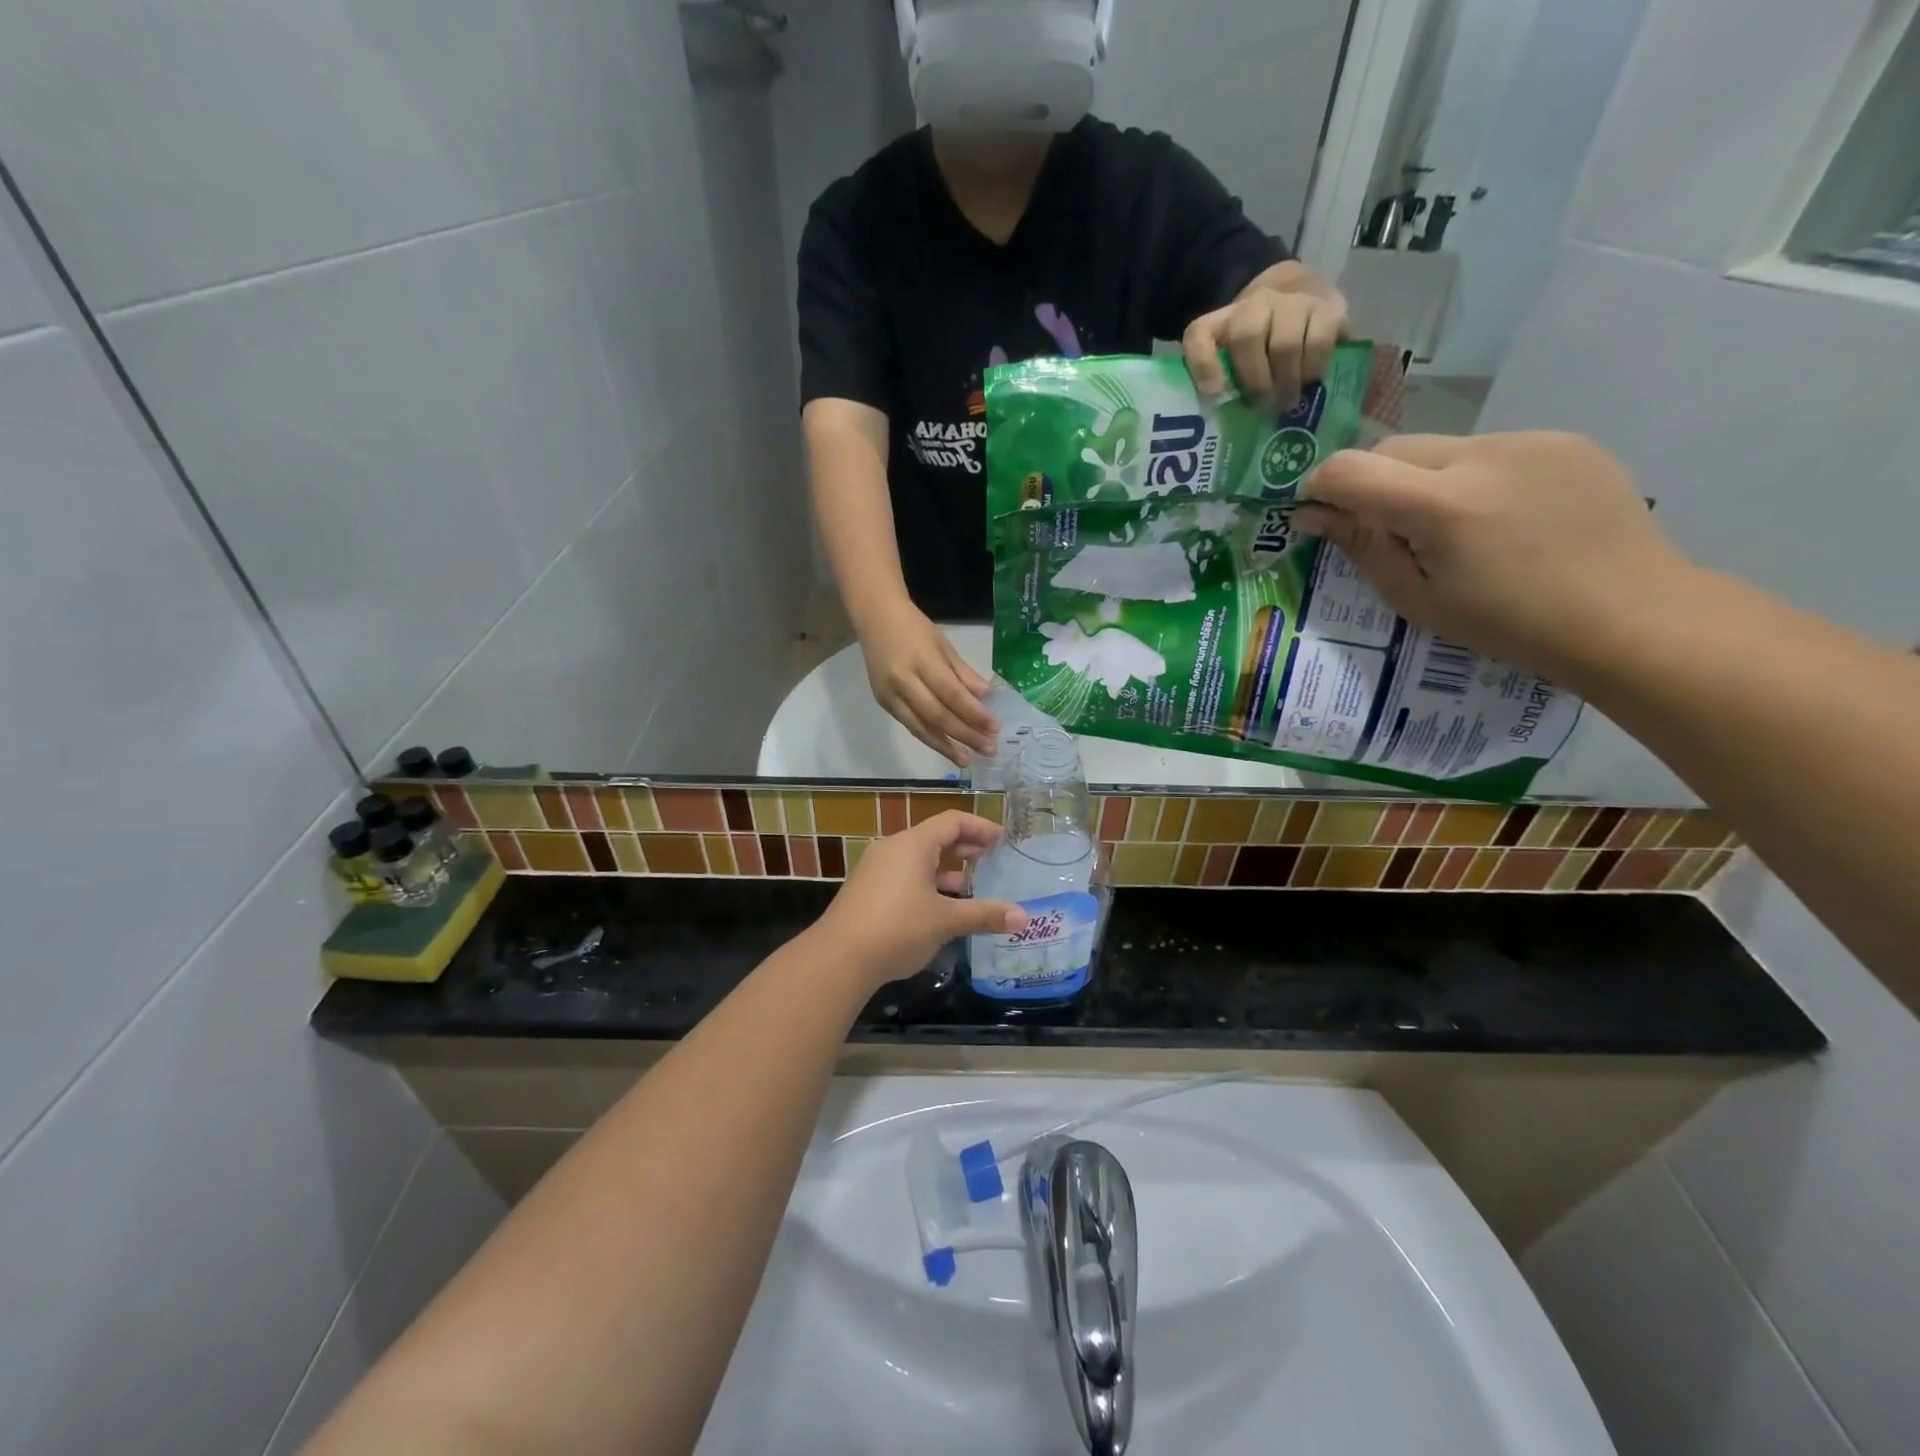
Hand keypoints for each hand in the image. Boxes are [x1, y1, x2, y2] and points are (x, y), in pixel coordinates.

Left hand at [810, 812, 1027, 988]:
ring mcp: (876, 868)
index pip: (952, 821)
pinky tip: (939, 908)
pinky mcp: (867, 890)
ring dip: (945, 869)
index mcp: (913, 844)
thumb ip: (984, 914)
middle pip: (935, 837)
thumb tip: (1023, 916)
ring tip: (970, 887)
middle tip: (991, 861)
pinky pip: (904, 875)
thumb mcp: (946, 921)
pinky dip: (926, 882)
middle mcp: (893, 848)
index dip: (980, 827)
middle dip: (965, 848)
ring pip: (918, 859)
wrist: (839, 958)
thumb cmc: (898, 928)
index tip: (1002, 840)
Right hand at [860, 606, 997, 764]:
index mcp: (922, 661)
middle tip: (989, 749)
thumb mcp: (944, 645)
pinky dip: (929, 738)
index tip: (994, 728)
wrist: (875, 617)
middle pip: (937, 716)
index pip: (952, 694)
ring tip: (967, 760)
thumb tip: (987, 698)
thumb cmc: (915, 628)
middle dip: (965, 735)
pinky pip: (909, 725)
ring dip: (946, 746)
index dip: (974, 714)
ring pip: (920, 727)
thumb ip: (964, 674)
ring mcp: (890, 694)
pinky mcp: (882, 702)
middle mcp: (903, 681)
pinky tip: (945, 747)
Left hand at [1184, 271, 1347, 409]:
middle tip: (1263, 407)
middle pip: (1247, 336)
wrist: (1302, 296)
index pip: (1200, 334)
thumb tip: (1220, 409)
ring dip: (1285, 381)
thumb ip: (1223, 380)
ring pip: (1284, 344)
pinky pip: (1318, 342)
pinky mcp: (1328, 307)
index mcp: (1223, 321)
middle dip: (1255, 381)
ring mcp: (1292, 301)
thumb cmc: (1262, 344)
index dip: (1202, 364)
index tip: (1213, 394)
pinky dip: (1312, 368)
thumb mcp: (1236, 360)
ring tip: (1287, 402)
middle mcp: (1256, 303)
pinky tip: (1309, 380)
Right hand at [1295, 432, 1694, 678]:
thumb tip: (1312, 515)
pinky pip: (1490, 451)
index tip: (1318, 513)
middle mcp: (1483, 455)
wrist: (1631, 615)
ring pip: (1442, 449)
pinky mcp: (1564, 440)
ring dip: (1424, 481)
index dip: (1321, 487)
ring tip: (1453, 530)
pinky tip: (1500, 518)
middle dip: (1373, 483)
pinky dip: (1472, 478)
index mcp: (1442, 504)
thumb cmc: (1509, 624)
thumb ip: (1364, 547)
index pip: (1350, 469)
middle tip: (1386, 531)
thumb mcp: (1418, 598)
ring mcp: (1530, 440)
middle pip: (1394, 448)